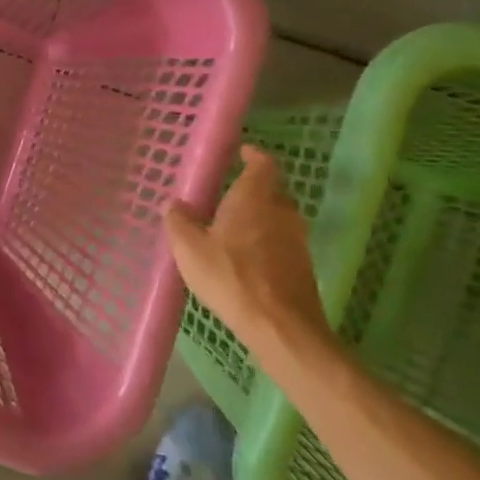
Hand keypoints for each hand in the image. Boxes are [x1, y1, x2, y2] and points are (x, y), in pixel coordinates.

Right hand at [164, 145, 335, 361]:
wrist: (280, 327)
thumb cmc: (230, 276)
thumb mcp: (188, 248)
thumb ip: (179, 220)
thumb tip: (177, 204)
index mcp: (254, 197)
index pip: (262, 164)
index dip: (253, 155)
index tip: (242, 152)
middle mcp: (281, 211)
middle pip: (271, 190)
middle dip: (252, 189)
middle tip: (226, 195)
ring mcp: (296, 240)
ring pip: (277, 217)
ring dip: (258, 217)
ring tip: (231, 228)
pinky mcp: (302, 266)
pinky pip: (281, 241)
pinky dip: (265, 241)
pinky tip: (244, 258)